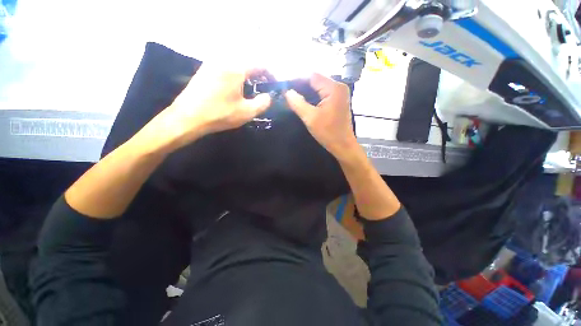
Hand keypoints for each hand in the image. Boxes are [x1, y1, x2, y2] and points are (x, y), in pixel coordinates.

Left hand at [146, 65, 272, 150]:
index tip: (275, 85)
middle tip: (264, 89)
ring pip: (237, 66)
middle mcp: (223, 60)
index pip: (260, 64)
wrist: (188, 118)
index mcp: (236, 68)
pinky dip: (236, 77)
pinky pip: (226, 69)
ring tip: (251, 91)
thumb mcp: (247, 112)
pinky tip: (235, 90)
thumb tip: (268, 96)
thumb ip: (263, 103)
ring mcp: (211, 64)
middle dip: (260, 75)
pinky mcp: (204, 71)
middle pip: (248, 63)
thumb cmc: (220, 114)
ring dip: (248, 76)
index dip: (271, 74)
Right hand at [285, 73, 357, 158]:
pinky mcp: (337, 100)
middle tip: (287, 92)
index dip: (297, 79)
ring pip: (318, 87)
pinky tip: (303, 101)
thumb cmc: (328, 133)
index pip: (312, 76)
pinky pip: (322, 94)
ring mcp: (339, 93)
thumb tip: (287, 92)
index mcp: (334, 88)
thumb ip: (297, 103)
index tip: (284, 85)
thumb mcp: (310, 118)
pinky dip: (312, 96)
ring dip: (306, 91)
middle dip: (300, 86)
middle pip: (316, 80)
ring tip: (292, 96)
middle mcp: (338, 86)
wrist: (343, 145)